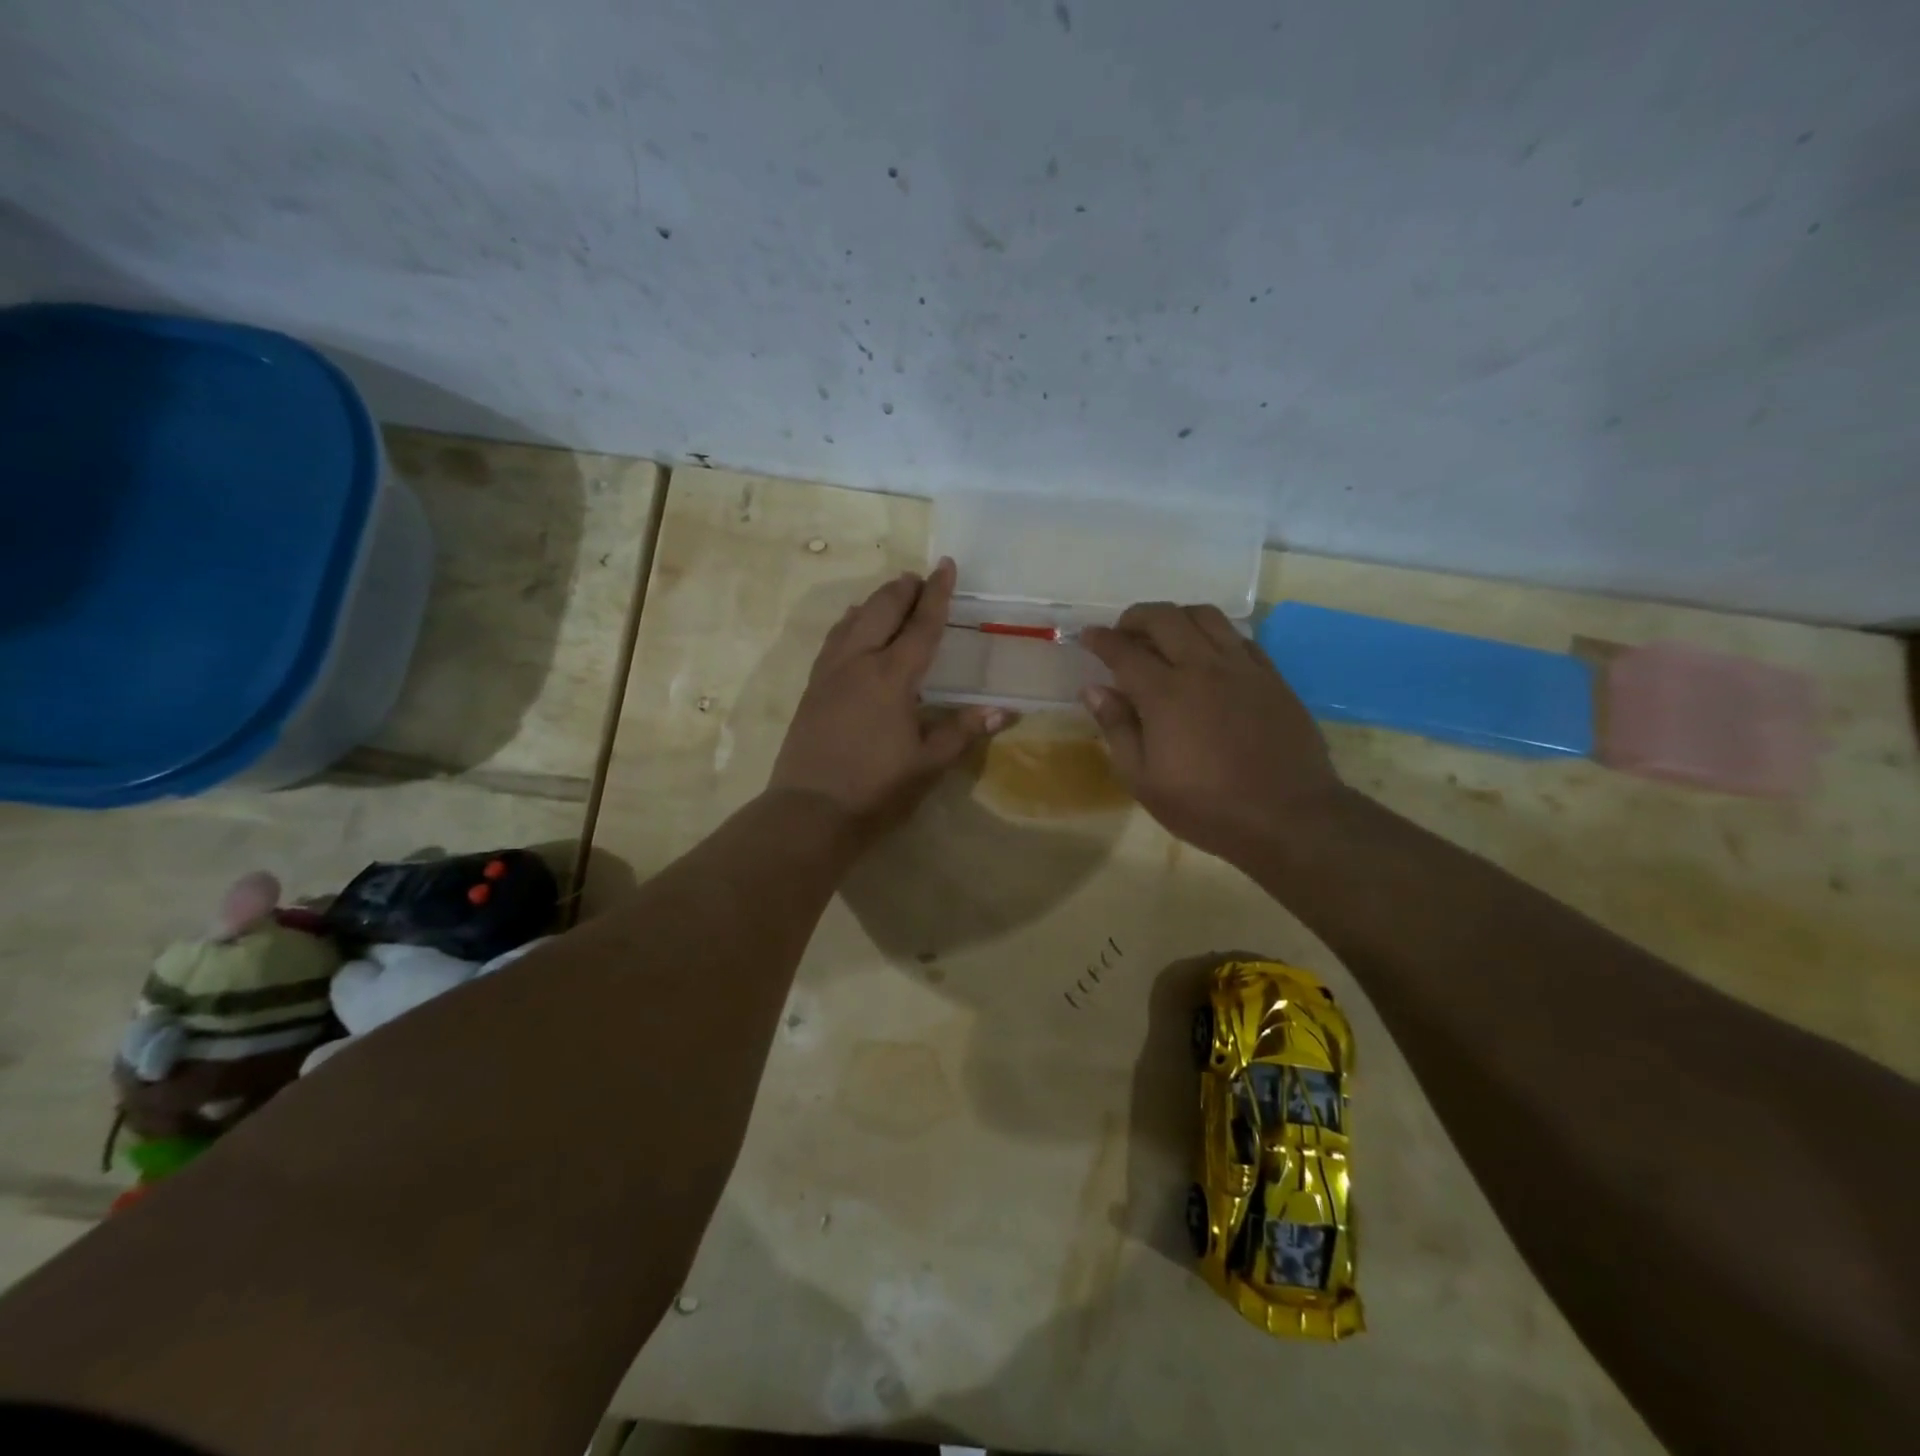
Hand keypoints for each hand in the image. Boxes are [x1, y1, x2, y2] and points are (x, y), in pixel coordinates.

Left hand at [769, 558, 1009, 843]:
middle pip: (881, 611)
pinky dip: (849, 623)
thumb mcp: (927, 764)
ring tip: (891, 595)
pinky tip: (852, 627)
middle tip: (920, 578)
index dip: (937, 594)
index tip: (946, 564)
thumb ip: (962, 732)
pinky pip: (833, 640)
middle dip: (903, 590)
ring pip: (852, 621)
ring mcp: (829, 673)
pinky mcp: (812, 688)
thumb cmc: (876, 789)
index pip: (921, 625)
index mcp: (892, 677)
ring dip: (875, 602)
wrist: (810, 811)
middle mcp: (858, 663)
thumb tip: (1003, 711)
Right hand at [1078, 603, 1345, 863]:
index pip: (1123, 650)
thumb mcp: (1144, 780)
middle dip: (1135, 617)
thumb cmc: (1206, 806)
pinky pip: (1239, 637)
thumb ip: (1117, 728)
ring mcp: (1242, 668)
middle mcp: (1202, 667)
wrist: (1288, 817)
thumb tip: (1093, 690)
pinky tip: (1208, 655)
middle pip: (1164, 618)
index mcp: (1165, 694)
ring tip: (1165, 636)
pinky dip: (1214, 635)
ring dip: (1177, 617)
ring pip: (1206, 616)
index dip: (1100, 639)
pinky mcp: (1272, 677)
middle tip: (1123, 633)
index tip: (1086, 636)